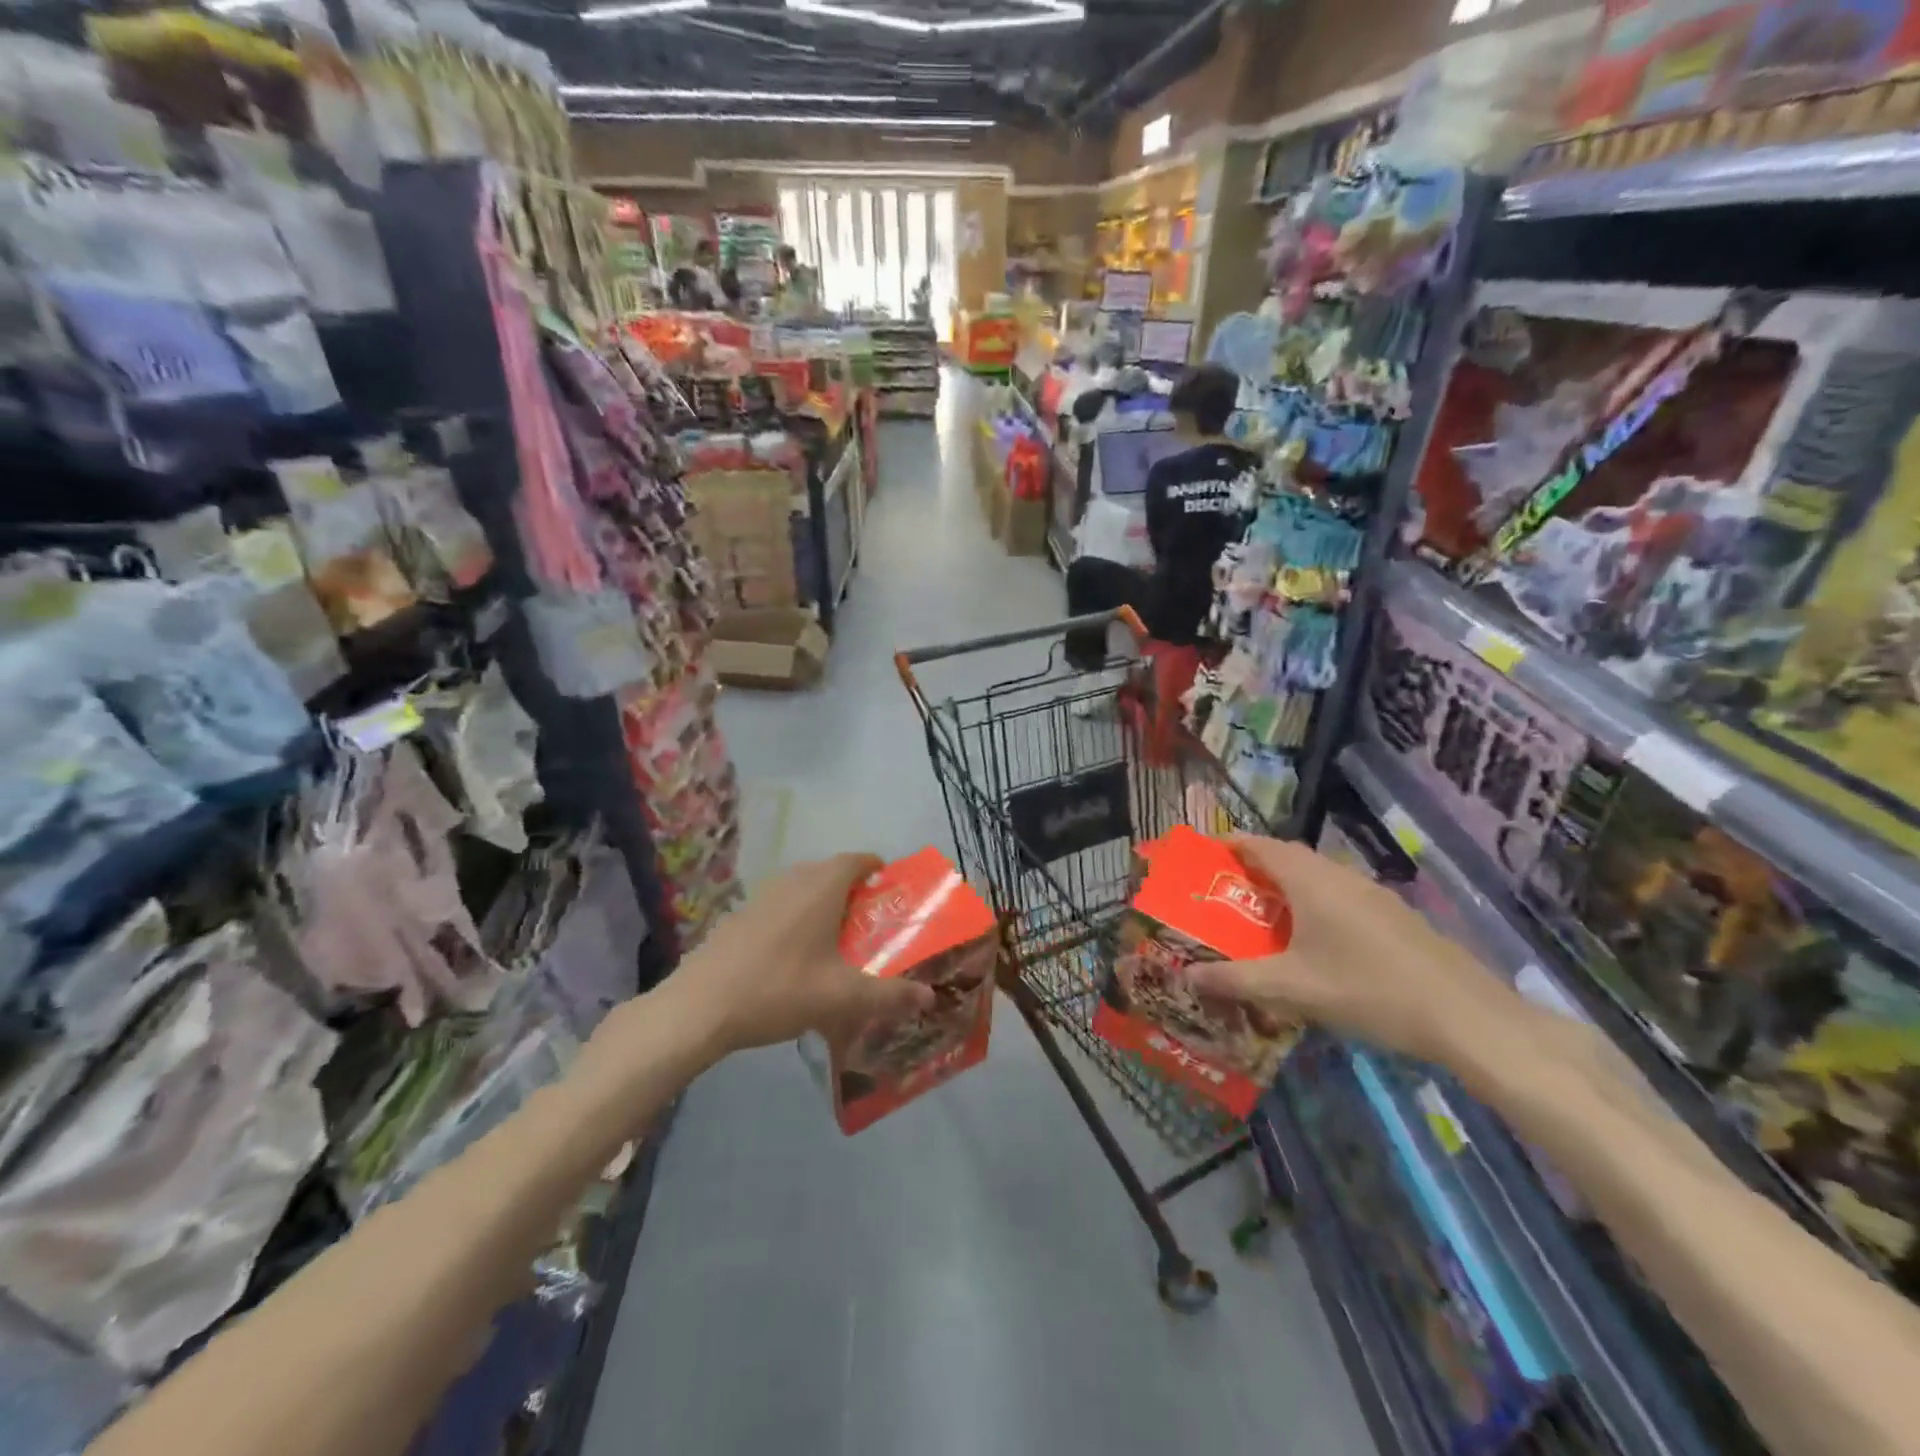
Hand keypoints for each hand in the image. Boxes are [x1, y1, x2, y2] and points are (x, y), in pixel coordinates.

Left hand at [673, 854, 935, 1055]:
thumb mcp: (841, 998)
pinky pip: (781, 905)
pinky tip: (795, 956)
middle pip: (830, 871)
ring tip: (837, 939)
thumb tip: (929, 997)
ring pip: (803, 888)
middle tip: (871, 921)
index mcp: (820, 887)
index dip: (877, 868)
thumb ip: (889, 996)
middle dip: (854, 890)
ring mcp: (761, 896)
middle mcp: (792, 881)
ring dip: (823, 904)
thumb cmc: (779, 990)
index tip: (891, 888)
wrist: (699, 1007)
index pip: (857, 859)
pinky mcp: (740, 916)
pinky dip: (797, 918)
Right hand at [1185, 835, 1523, 1065]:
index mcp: (1309, 879)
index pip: (1259, 844)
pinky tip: (1313, 943)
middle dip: (1253, 869)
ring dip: (1285, 889)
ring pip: (1316, 878)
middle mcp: (1338, 875)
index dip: (1229, 845)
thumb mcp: (1290, 988)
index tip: (1202, 858)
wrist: (1465, 1015)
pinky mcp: (1393, 916)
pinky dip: (1313, 906)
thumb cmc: (1366, 989)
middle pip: (1287, 858)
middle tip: (1225, 895)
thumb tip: (1187, 975)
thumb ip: (1235, 979)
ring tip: (1262, 919)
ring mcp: (1371, 893)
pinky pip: (1339, 896)